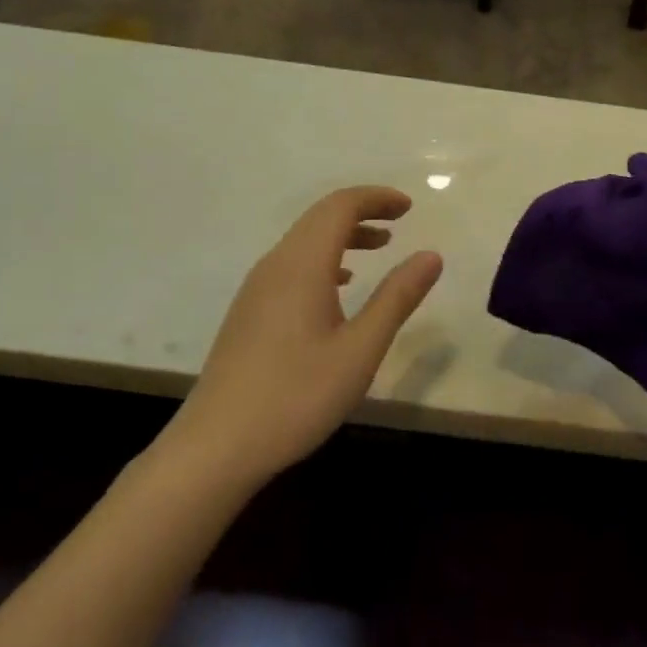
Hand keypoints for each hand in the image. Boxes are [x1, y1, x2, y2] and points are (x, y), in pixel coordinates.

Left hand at [161, 187, 442, 492]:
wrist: (216, 447)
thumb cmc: (296, 396)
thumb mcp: (360, 349)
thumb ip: (397, 298)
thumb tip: (431, 255)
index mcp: (302, 265)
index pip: (340, 207)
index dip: (376, 198)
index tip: (409, 207)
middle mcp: (275, 265)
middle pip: (320, 217)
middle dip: (362, 211)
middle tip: (400, 221)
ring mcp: (256, 288)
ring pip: (304, 241)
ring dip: (343, 235)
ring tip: (379, 247)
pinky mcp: (249, 312)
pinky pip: (291, 265)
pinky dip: (323, 259)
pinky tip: (339, 286)